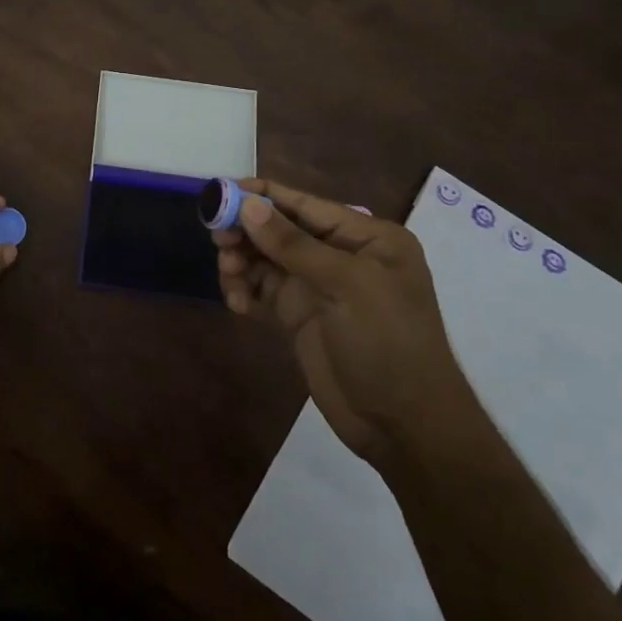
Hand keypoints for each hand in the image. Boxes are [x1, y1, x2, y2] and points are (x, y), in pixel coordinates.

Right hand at [214, 179, 471, 464]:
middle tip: (218, 242)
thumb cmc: (388, 343)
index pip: (303, 203)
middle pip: (278, 228)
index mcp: (365, 237)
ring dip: (241, 262)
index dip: (260, 196)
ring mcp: (317, 285)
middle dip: (246, 232)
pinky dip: (244, 290)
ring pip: (264, 258)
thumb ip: (294, 244)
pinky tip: (239, 305)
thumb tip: (248, 204)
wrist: (403, 426)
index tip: (218, 194)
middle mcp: (340, 254)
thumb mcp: (347, 286)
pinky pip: (261, 288)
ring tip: (230, 279)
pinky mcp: (299, 314)